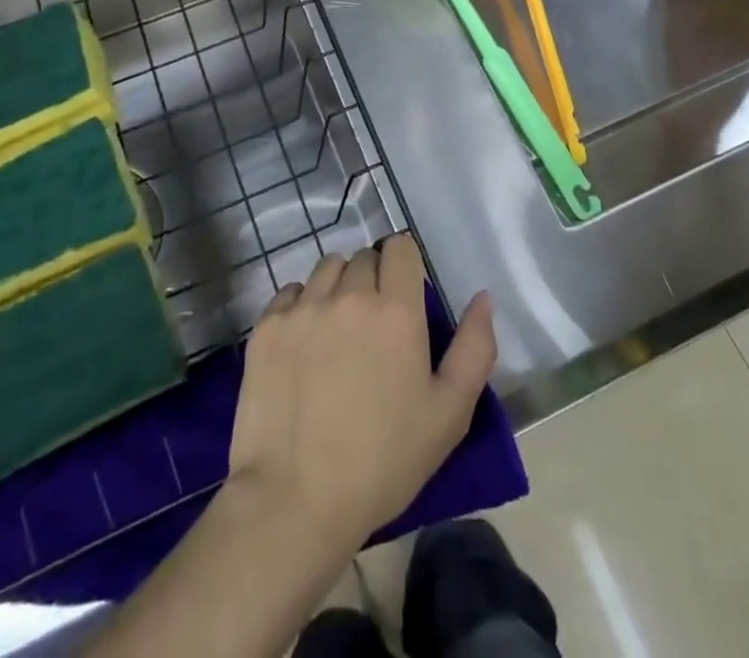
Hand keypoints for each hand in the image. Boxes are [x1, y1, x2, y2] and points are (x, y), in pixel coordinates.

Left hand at [226, 237, 496, 549]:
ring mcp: (303, 307)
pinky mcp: (267, 326)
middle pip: (363, 258)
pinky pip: (289, 292)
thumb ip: (475, 348)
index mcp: (396, 309)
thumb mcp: (449, 414)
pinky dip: (300, 306)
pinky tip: (303, 345)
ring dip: (337, 287)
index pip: (400, 247)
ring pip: (326, 269)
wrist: (296, 501)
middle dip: (373, 280)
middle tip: (373, 326)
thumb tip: (482, 298)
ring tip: (337, 331)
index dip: (404, 264)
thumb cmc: (383, 462)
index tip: (404, 294)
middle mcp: (349, 294)